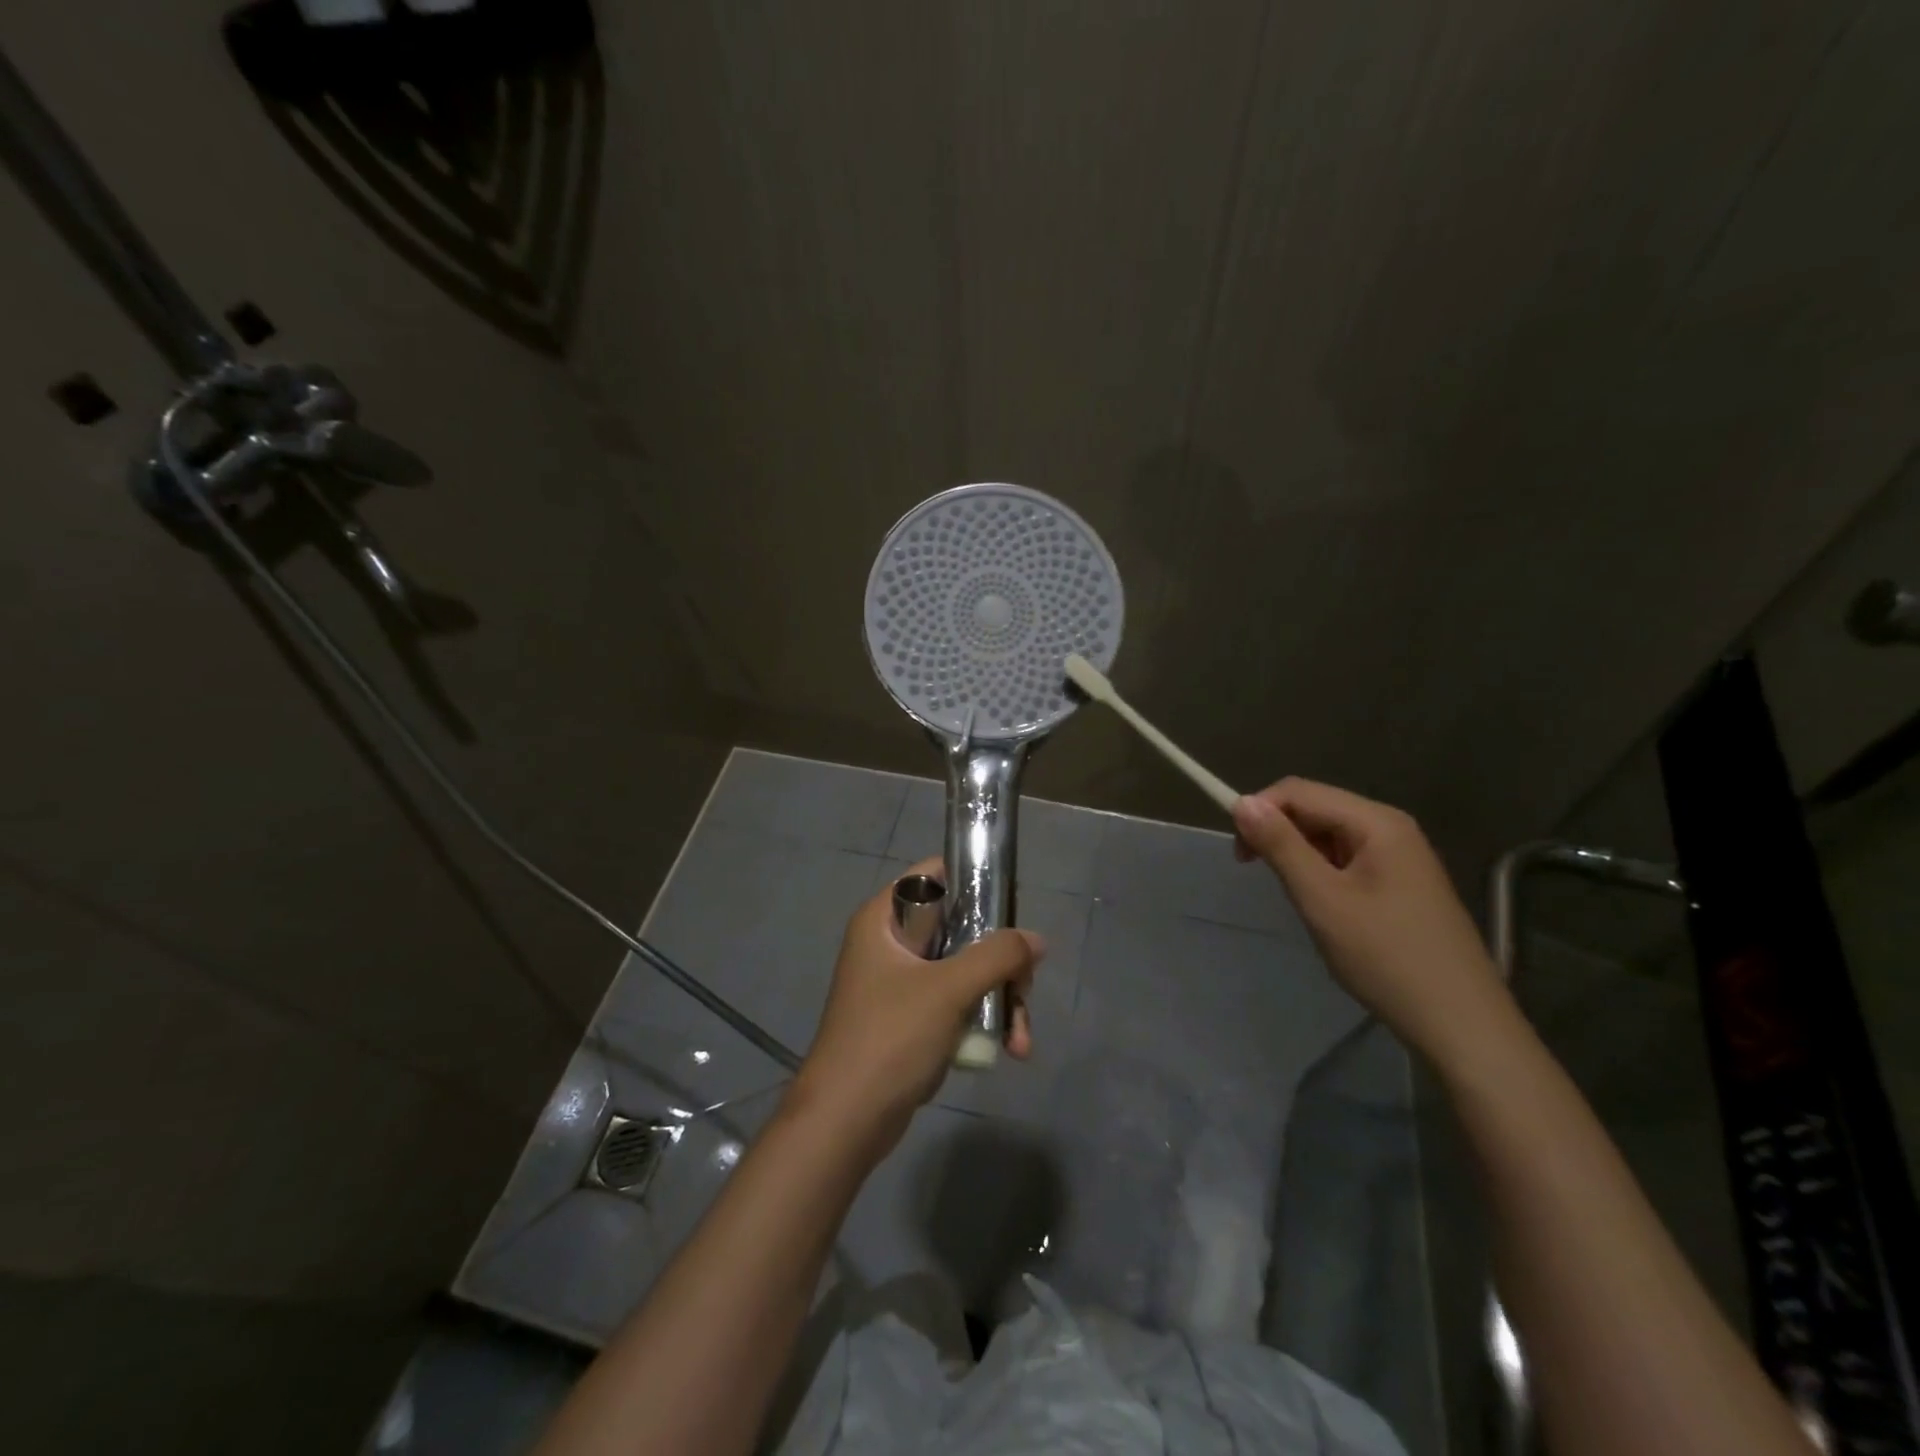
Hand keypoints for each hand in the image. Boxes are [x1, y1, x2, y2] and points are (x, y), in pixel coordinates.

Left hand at [787, 858, 1044, 1155]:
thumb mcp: (949, 989)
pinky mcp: (911, 1017)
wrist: (846, 1121)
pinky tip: (1009, 1049)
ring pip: (964, 968)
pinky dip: (983, 1018)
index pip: (934, 874)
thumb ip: (997, 956)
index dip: (974, 882)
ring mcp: (901, 982)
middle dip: (1000, 959)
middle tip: (1024, 985)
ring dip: (998, 997)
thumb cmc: (890, 1038)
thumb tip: (1036, 940)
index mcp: (884, 918)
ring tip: (1021, 1037)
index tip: (1012, 906)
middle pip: (960, 926)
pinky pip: (957, 1001)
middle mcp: (891, 942)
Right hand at [1230, 778, 1508, 1061]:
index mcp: (1376, 822)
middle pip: (1316, 808)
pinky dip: (1322, 873)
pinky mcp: (1403, 882)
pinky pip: (1348, 859)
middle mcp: (1391, 827)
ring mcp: (1402, 855)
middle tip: (1257, 875)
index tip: (1239, 855)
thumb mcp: (1322, 899)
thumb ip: (1281, 846)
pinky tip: (1325, 907)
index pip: (1299, 791)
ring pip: (1329, 835)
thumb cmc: (1386, 957)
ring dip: (1299, 855)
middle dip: (1278, 833)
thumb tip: (1242, 802)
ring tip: (1297, 898)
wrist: (1461, 1024)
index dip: (1260, 811)